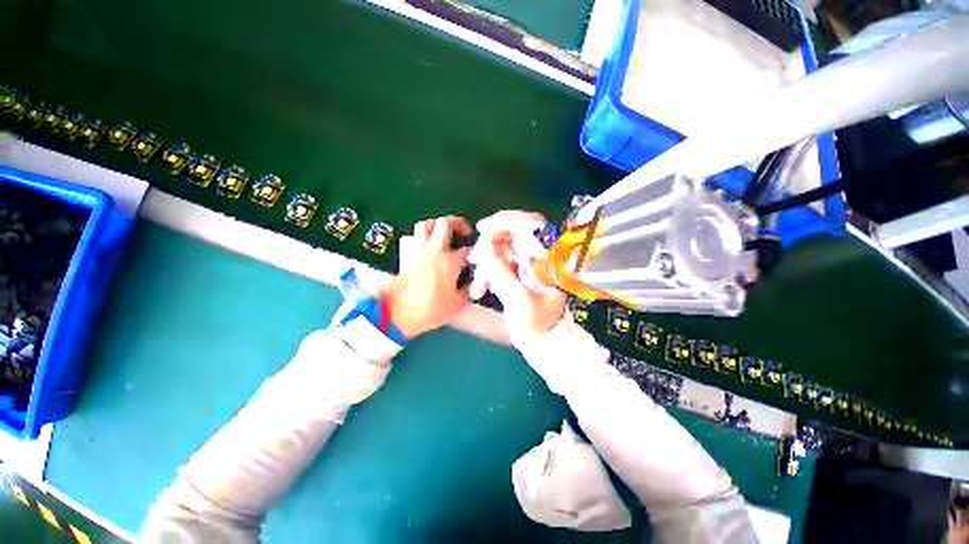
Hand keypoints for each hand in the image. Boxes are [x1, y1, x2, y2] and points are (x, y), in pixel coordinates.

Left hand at [384, 216, 472, 339]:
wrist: (397, 315)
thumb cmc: (430, 310)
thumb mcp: (457, 304)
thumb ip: (468, 290)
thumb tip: (473, 284)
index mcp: (449, 261)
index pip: (467, 250)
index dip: (475, 253)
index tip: (477, 260)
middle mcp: (433, 250)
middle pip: (445, 223)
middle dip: (458, 223)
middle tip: (464, 231)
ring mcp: (417, 251)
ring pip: (424, 225)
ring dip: (436, 226)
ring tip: (443, 234)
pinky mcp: (404, 256)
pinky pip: (409, 238)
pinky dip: (417, 238)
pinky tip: (423, 246)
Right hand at [470, 210, 566, 339]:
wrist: (541, 341)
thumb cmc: (536, 325)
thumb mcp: (518, 302)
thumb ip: (502, 275)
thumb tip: (486, 249)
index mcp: (549, 259)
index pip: (532, 224)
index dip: (507, 220)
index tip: (482, 228)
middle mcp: (540, 255)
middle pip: (512, 234)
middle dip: (489, 247)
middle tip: (475, 262)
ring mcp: (529, 261)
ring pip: (501, 248)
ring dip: (486, 265)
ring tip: (478, 289)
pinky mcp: (520, 269)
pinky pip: (499, 261)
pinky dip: (487, 272)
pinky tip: (480, 289)